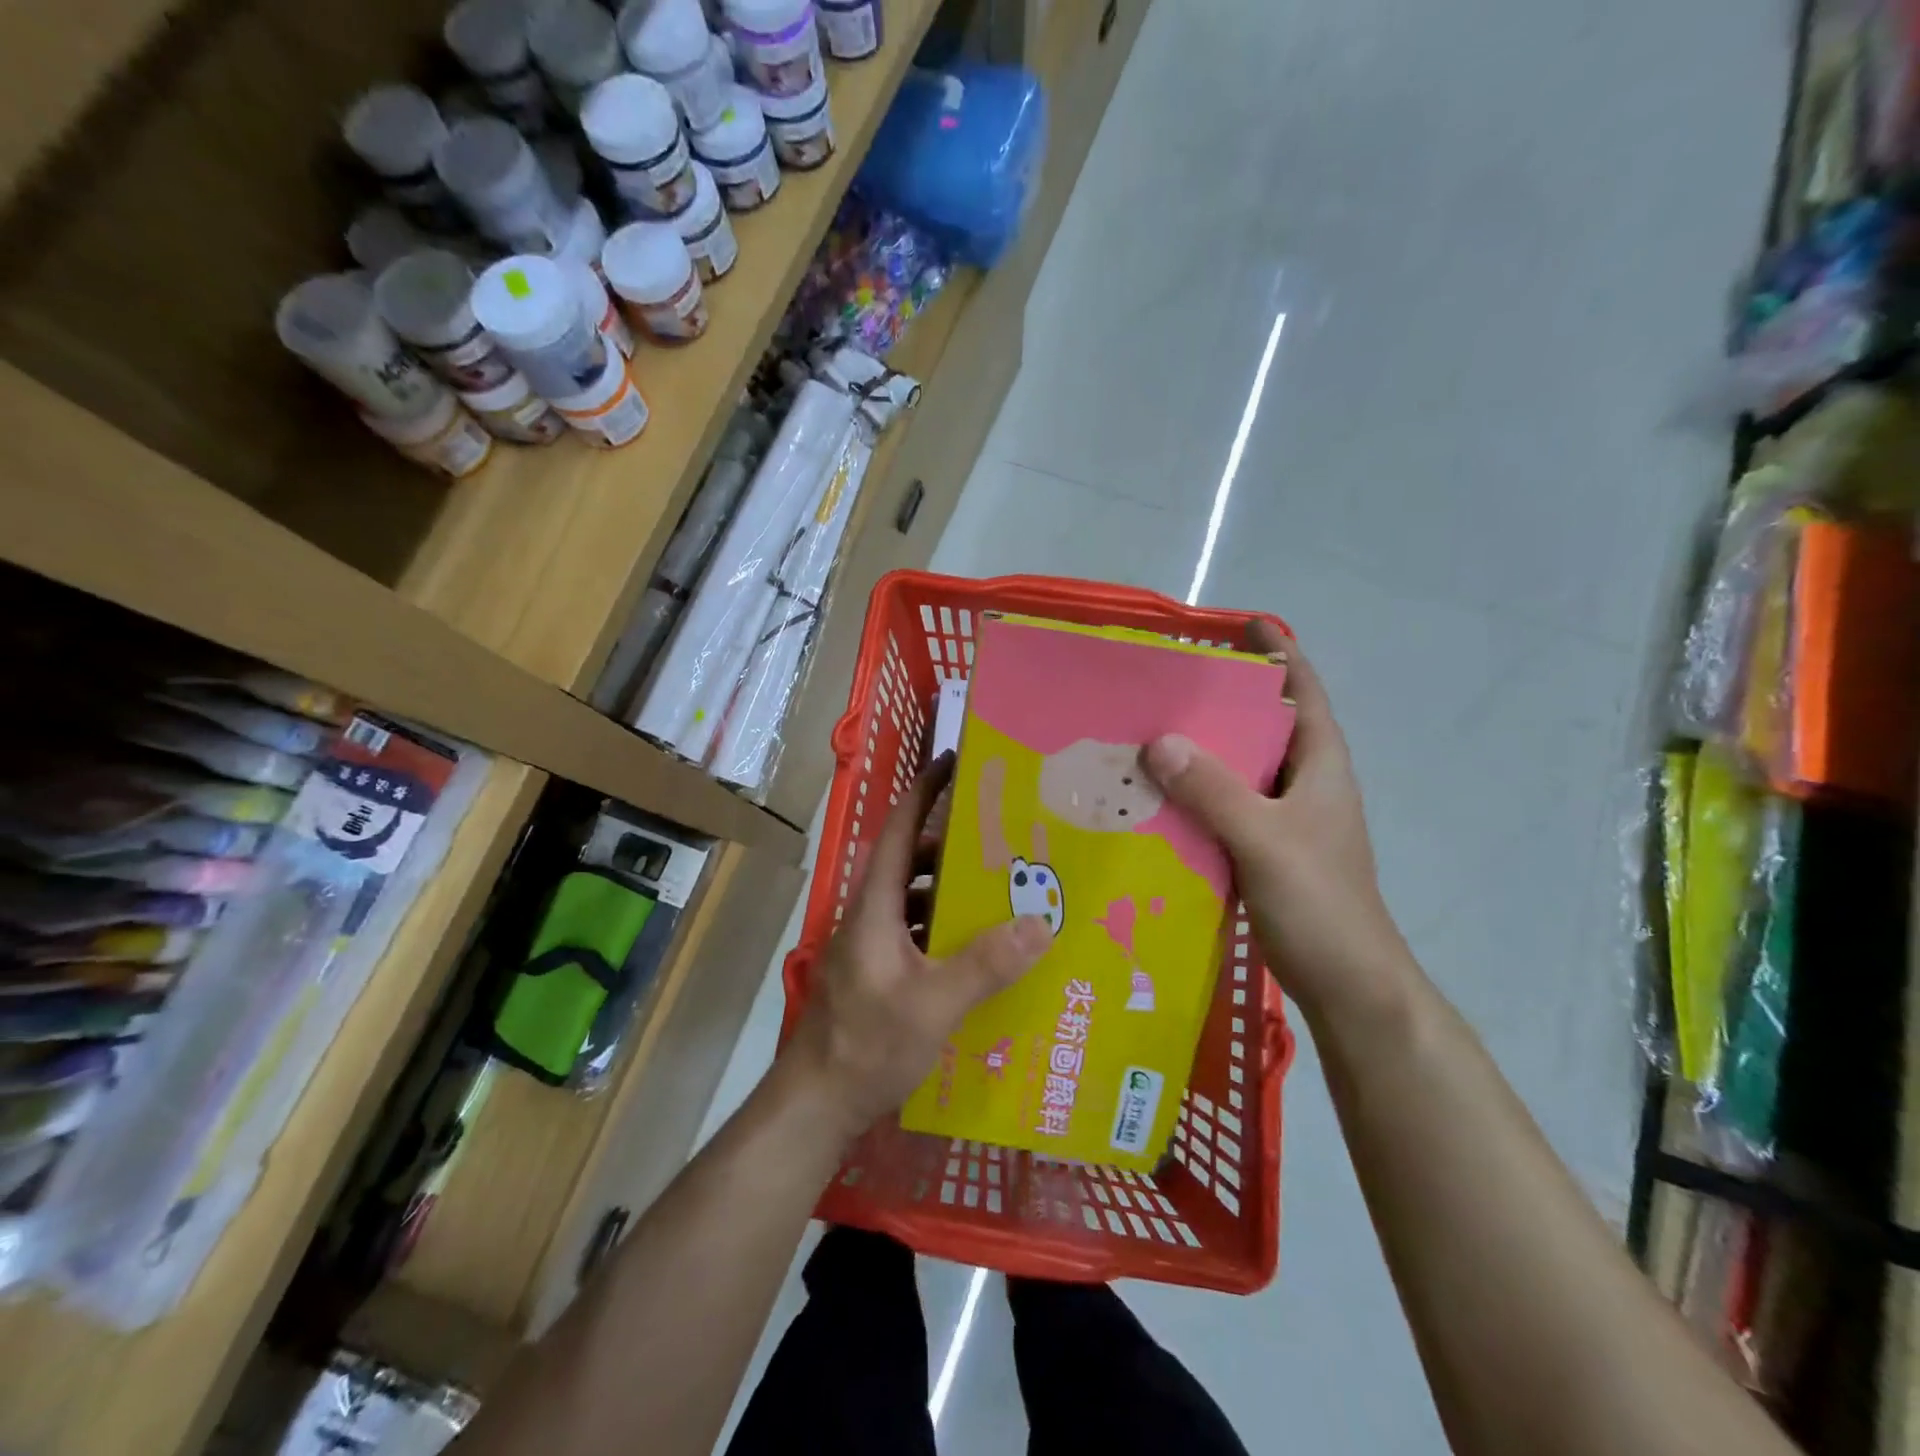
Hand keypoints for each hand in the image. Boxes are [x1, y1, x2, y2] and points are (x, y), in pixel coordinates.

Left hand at [787, 754, 1052, 1137]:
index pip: (900, 829)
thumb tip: (1039, 922)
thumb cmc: (867, 1045)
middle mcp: (872, 915)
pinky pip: (918, 933)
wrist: (816, 1104)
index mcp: (876, 905)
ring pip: (917, 900)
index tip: (955, 760)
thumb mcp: (933, 1004)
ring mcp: (873, 946)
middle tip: (1005, 841)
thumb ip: (985, 964)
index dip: (925, 790)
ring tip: (1004, 893)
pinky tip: (982, 950)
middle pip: (913, 862)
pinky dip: (947, 929)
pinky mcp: (879, 973)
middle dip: (955, 846)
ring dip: (954, 891)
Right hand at [1142, 622, 1417, 1024]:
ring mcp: (1284, 820)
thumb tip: (1159, 741)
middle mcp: (1303, 784)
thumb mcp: (1265, 840)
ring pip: (1238, 770)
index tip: (1241, 624)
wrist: (1348, 985)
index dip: (1278, 653)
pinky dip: (1193, 796)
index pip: (1302, 692)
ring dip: (1200, 752)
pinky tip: (1154, 799)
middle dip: (1220, 702)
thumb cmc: (1320, 903)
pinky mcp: (1264, 851)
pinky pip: (1223, 808)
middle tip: (1164, 684)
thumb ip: (1214, 791)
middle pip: (1262, 726)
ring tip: (1145, 735)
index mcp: (1319, 766)